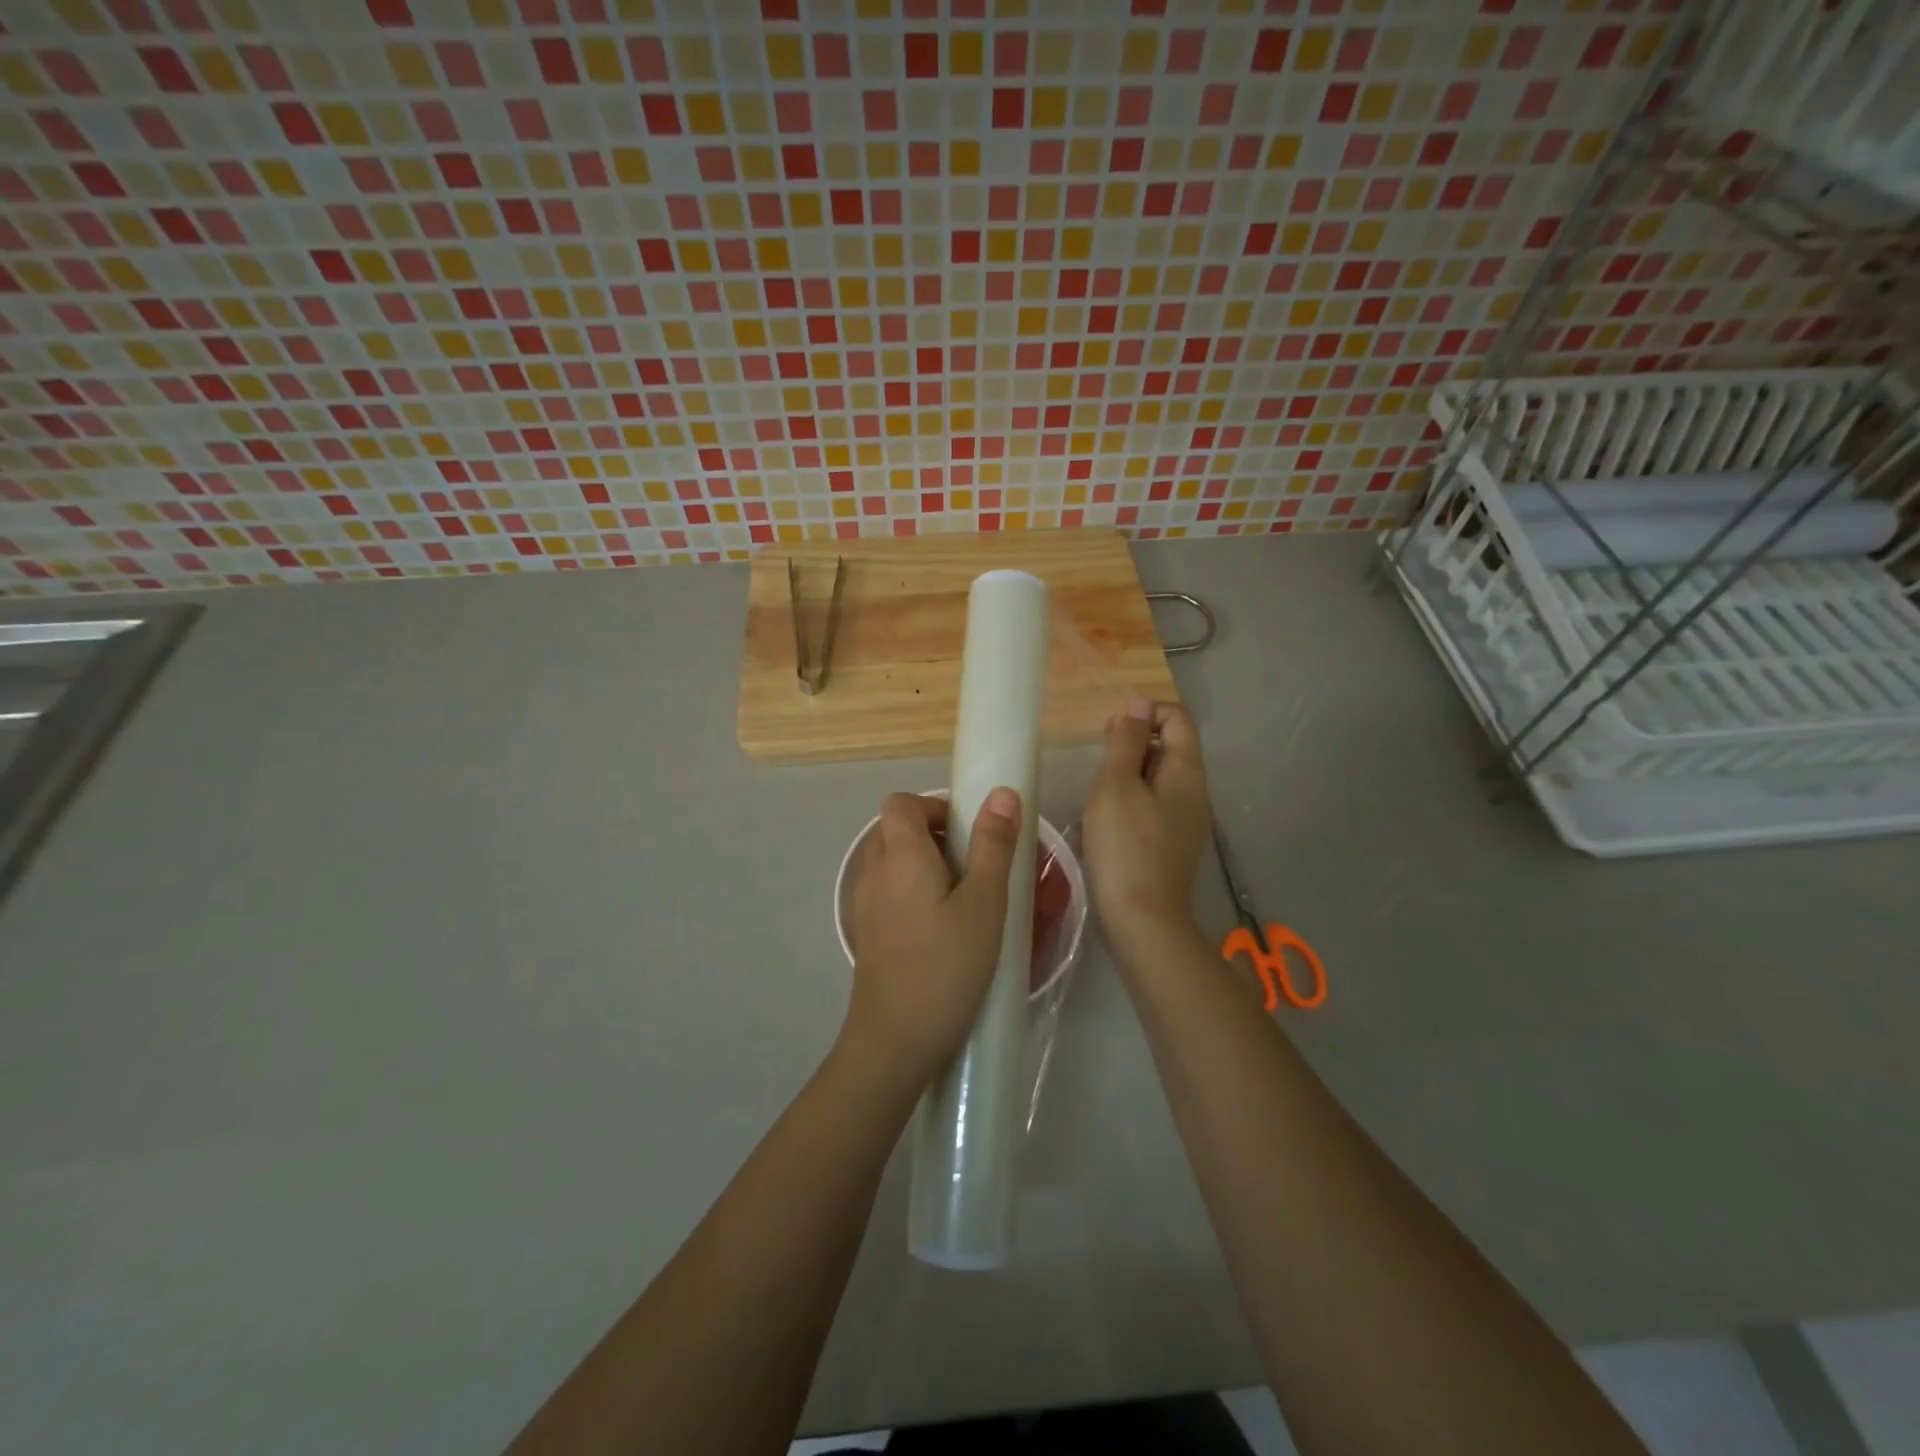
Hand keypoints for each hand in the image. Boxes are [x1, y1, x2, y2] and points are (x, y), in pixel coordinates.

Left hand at [842, 789, 1021, 1093]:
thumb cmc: (946, 967)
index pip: (901, 803)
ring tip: (963, 897)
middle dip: (933, 835)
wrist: (893, 1042)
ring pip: (890, 863)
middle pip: (894, 830)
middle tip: (973, 865)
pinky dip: (912, 893)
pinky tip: (942, 929)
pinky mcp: (867, 935)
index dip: (934, 807)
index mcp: (900, 856)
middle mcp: (874, 873)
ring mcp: (865, 906)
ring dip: (923, 865)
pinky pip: (887, 893)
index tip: (968, 833)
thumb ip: (992, 845)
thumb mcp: (983, 904)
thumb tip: (1001, 793)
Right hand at [1083, 697, 1211, 953]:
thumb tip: (1139, 701)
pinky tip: (1107, 820)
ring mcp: (1187, 822)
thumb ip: (1126, 741)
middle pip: (1170, 747)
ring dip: (1128, 773)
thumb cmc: (1125, 847)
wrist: (1142, 921)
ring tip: (1097, 791)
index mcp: (1187, 772)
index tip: (1109, 731)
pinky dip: (1132, 800)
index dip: (1144, 712)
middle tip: (1097, 760)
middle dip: (1133, 742)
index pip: (1177, 718)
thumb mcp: (1116, 785)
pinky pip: (1155, 806)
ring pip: (1160, 778)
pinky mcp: (1173, 845)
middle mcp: (1195, 792)